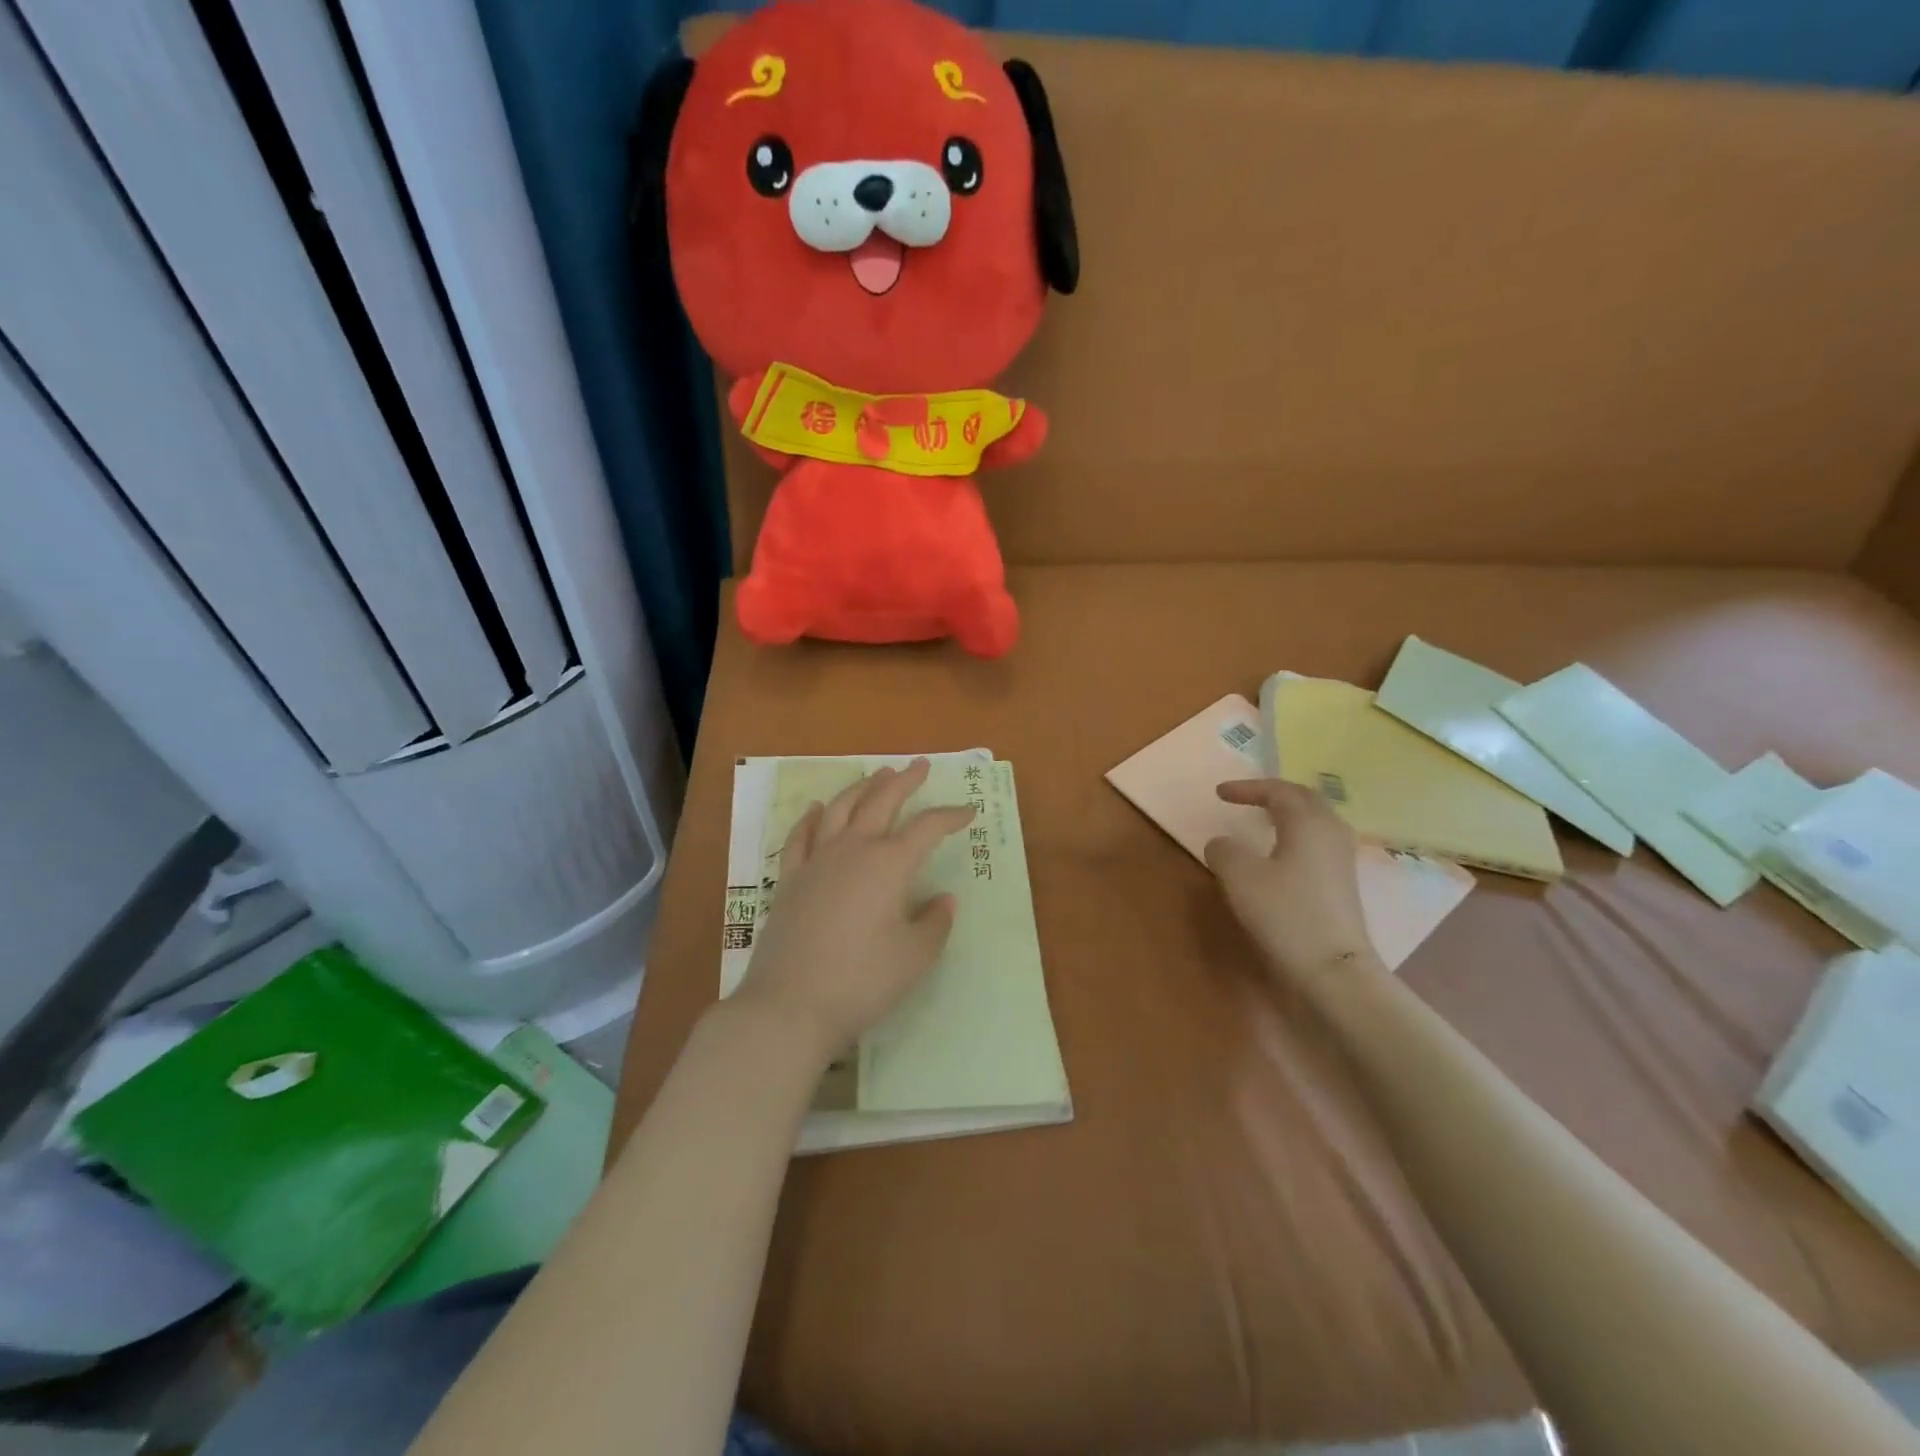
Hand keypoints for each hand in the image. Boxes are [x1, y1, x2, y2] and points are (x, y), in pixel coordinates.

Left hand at [734, 760, 973, 1062]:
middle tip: (919, 765)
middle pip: (880, 802)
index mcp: (888, 864)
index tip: (968, 810)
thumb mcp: (915, 957)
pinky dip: (812, 817)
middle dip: (904, 781)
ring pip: (841, 809)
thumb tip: (944, 899)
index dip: (950, 816)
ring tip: (876, 775)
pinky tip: (818, 809)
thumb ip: (935, 923)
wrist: (790, 1005)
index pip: (926, 828)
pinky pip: (801, 837)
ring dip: (862, 788)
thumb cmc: (863, 980)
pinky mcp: (790, 881)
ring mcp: (816, 862)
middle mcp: (852, 851)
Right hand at [1205, 779, 1381, 986]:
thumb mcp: (1239, 876)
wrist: (1332, 970)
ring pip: (1316, 822)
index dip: (1248, 788)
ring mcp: (1342, 860)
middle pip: (1306, 800)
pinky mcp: (1343, 885)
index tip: (1220, 793)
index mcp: (1307, 822)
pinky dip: (1297, 836)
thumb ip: (1224, 850)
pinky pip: (1319, 844)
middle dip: (1276, 794)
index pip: (1278, 791)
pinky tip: (1282, 854)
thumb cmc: (1284, 913)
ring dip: (1290, 815)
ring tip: (1266, 820)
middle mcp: (1330, 833)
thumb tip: (1223, 845)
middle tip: (1249, 797)